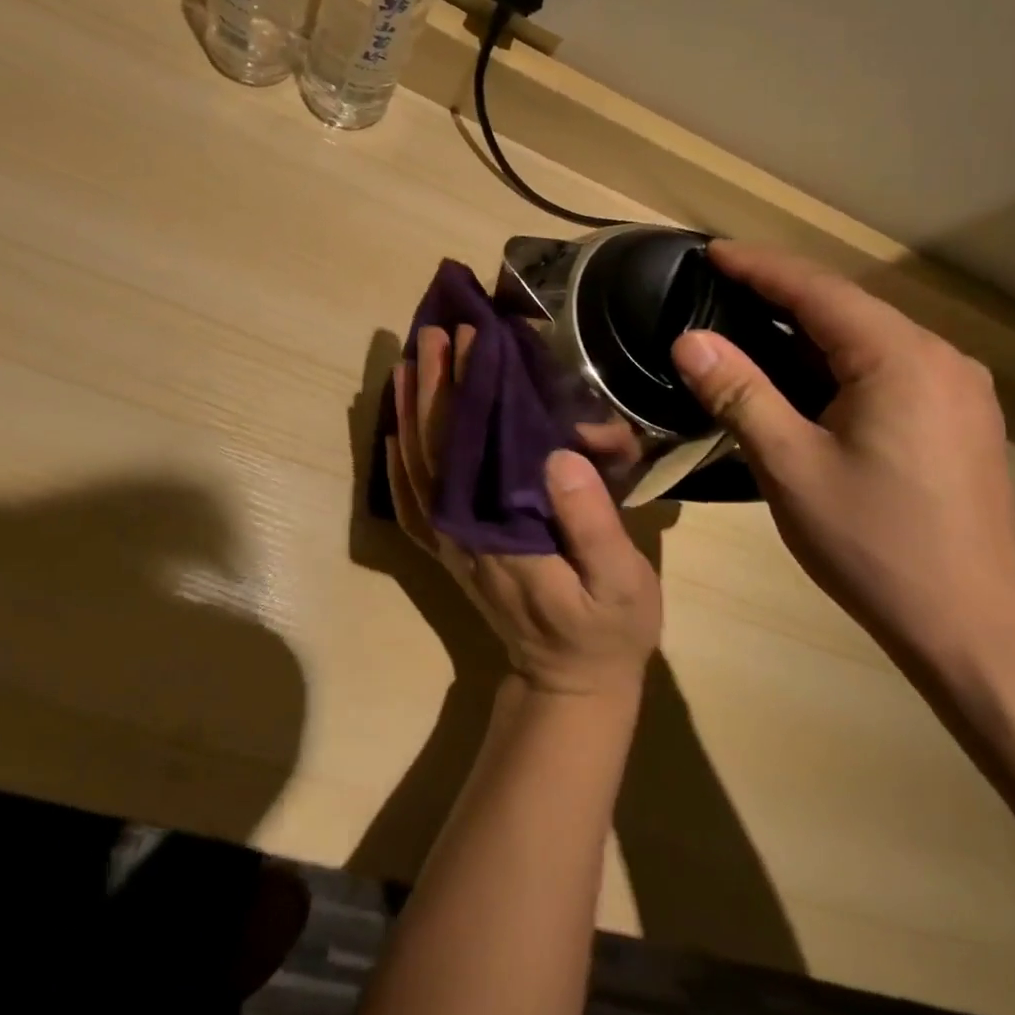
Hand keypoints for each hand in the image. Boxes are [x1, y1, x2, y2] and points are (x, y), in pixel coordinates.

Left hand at [386, 325, 661, 699]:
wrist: (568, 683)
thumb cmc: (604, 630)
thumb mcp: (619, 582)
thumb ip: (591, 522)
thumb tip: (560, 454)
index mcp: (500, 528)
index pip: (475, 444)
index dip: (470, 387)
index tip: (471, 338)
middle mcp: (462, 528)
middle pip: (437, 446)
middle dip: (434, 384)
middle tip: (435, 331)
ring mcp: (451, 540)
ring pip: (418, 465)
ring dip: (410, 412)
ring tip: (409, 362)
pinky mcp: (451, 550)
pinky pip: (413, 500)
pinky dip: (398, 462)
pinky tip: (395, 432)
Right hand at [671, 241, 1014, 659]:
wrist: (968, 623)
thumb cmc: (871, 543)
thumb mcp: (790, 466)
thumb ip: (739, 394)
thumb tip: (689, 340)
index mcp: (901, 360)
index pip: (818, 290)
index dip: (759, 266)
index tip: (710, 251)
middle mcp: (940, 358)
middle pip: (847, 306)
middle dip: (780, 291)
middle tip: (718, 284)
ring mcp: (956, 388)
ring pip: (867, 336)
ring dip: (806, 325)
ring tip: (747, 320)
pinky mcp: (957, 416)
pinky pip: (885, 364)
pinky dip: (835, 357)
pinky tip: (801, 371)